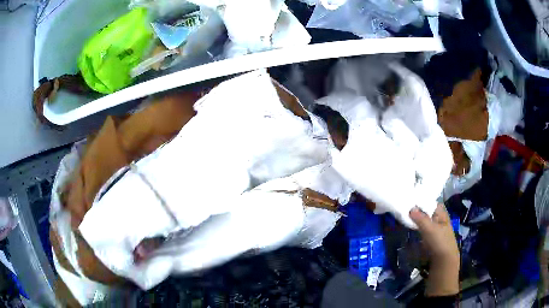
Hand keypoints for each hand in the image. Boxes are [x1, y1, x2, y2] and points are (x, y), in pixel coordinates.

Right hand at [410, 204, 459, 295]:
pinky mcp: (431, 240)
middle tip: (406, 208)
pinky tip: (411, 229)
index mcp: (442, 214)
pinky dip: (417, 229)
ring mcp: (435, 231)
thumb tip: (411, 208)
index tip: (412, 199)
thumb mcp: (429, 228)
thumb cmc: (439, 241)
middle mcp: (439, 220)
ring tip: (406, 217)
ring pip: (425, 222)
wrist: (443, 261)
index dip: (423, 200)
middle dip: (419, 211)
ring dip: (417, 220)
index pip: (432, 203)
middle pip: (428, 212)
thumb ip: (420, 218)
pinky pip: (423, 230)